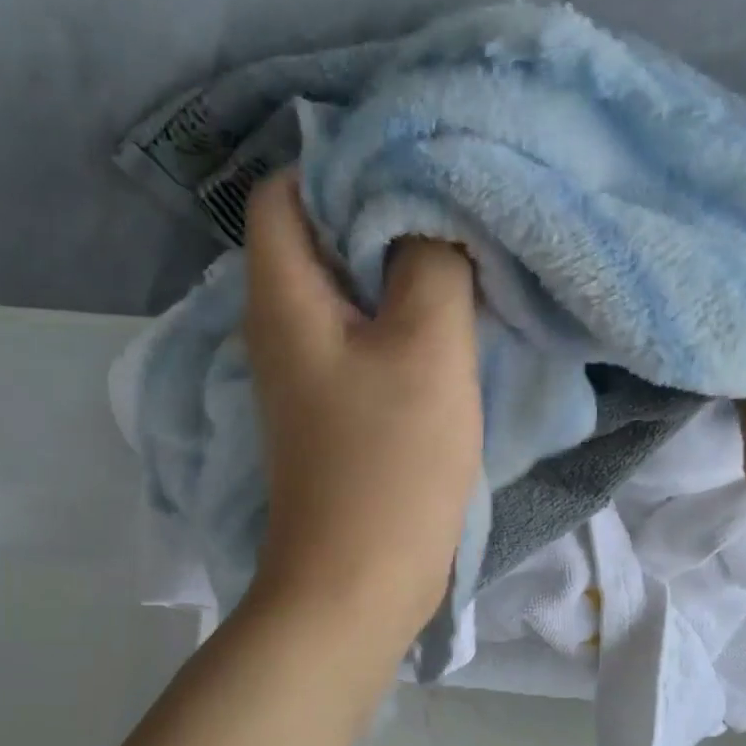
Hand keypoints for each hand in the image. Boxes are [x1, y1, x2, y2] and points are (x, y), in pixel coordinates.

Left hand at [241, 171, 482, 645]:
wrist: (358, 584)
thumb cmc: (388, 465)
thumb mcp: (426, 347)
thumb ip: (430, 260)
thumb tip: (430, 209)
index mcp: (282, 299)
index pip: (285, 191)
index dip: (344, 162)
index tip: (419, 161)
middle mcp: (280, 330)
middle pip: (320, 239)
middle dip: (385, 212)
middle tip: (458, 205)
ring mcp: (307, 377)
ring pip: (349, 294)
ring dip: (400, 272)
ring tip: (465, 256)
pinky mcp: (335, 414)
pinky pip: (364, 343)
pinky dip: (401, 323)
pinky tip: (451, 323)